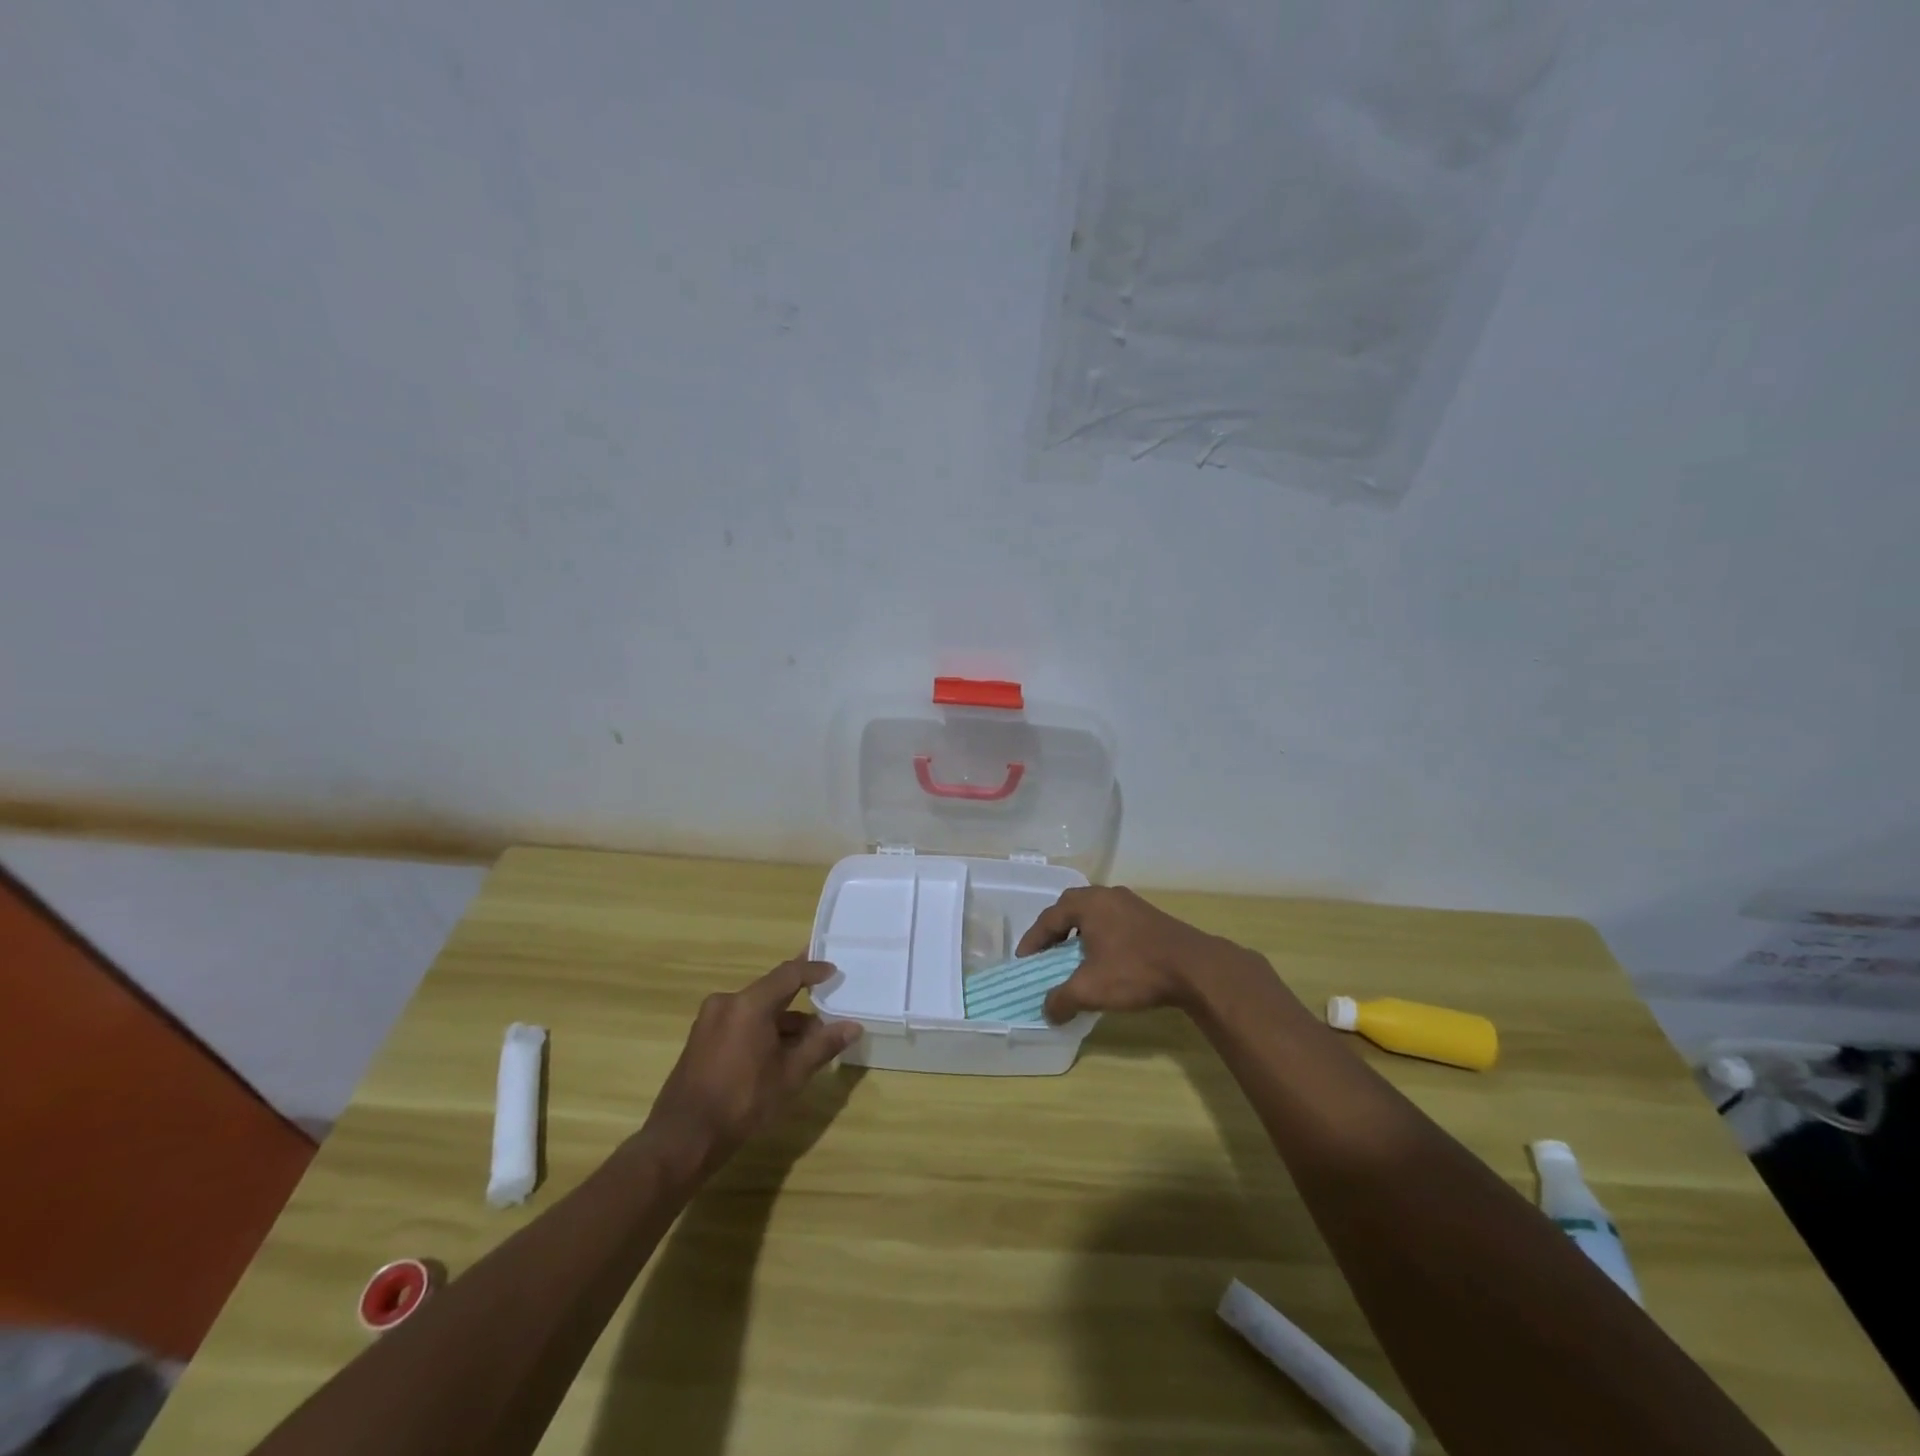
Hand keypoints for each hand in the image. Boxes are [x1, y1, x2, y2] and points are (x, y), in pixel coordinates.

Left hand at [642, 958, 860, 1174]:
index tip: (834, 972)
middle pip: (771, 993)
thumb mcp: (790, 1075)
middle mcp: (726, 1003)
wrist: (683, 1139)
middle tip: (826, 1011)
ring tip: (807, 1044)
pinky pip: (739, 1023)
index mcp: (749, 1004)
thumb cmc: (742, 1102)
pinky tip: (777, 1055)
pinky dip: (761, 1031)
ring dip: (781, 1022)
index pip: (788, 974)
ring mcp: (709, 1021)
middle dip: (800, 1004)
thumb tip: (853, 1027)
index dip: (813, 970)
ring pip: (755, 1011)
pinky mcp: (700, 1039)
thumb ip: (822, 1045)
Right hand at [1017, 886, 1270, 1023]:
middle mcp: (1106, 895)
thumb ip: (1061, 999)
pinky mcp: (1149, 916)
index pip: (1049, 918)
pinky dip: (1100, 935)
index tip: (1024, 962)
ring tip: (1073, 955)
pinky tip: (1104, 957)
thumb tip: (1046, 1011)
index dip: (1033, 941)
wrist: (1195, 968)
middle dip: (1054, 930)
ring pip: (1094, 913)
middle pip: (1070, 907)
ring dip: (1078, 931)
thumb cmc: (1135, 971)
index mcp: (1087, 903)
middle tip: (1046, 952)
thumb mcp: (1091, 990)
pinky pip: (1112, 920)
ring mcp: (1130, 903)